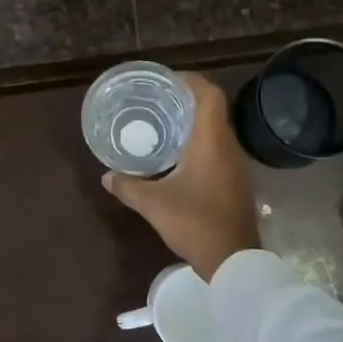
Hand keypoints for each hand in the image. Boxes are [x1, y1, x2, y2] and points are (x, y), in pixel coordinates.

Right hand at [102, 72, 260, 279]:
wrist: (234, 260)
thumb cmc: (195, 223)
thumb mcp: (154, 204)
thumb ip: (128, 187)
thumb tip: (106, 176)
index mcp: (211, 142)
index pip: (209, 95)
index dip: (191, 81)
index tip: (167, 81)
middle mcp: (228, 147)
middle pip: (213, 110)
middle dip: (187, 101)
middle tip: (158, 102)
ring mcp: (236, 166)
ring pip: (217, 132)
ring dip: (194, 125)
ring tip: (165, 127)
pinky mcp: (236, 183)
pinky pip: (219, 151)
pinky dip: (200, 145)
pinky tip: (179, 159)